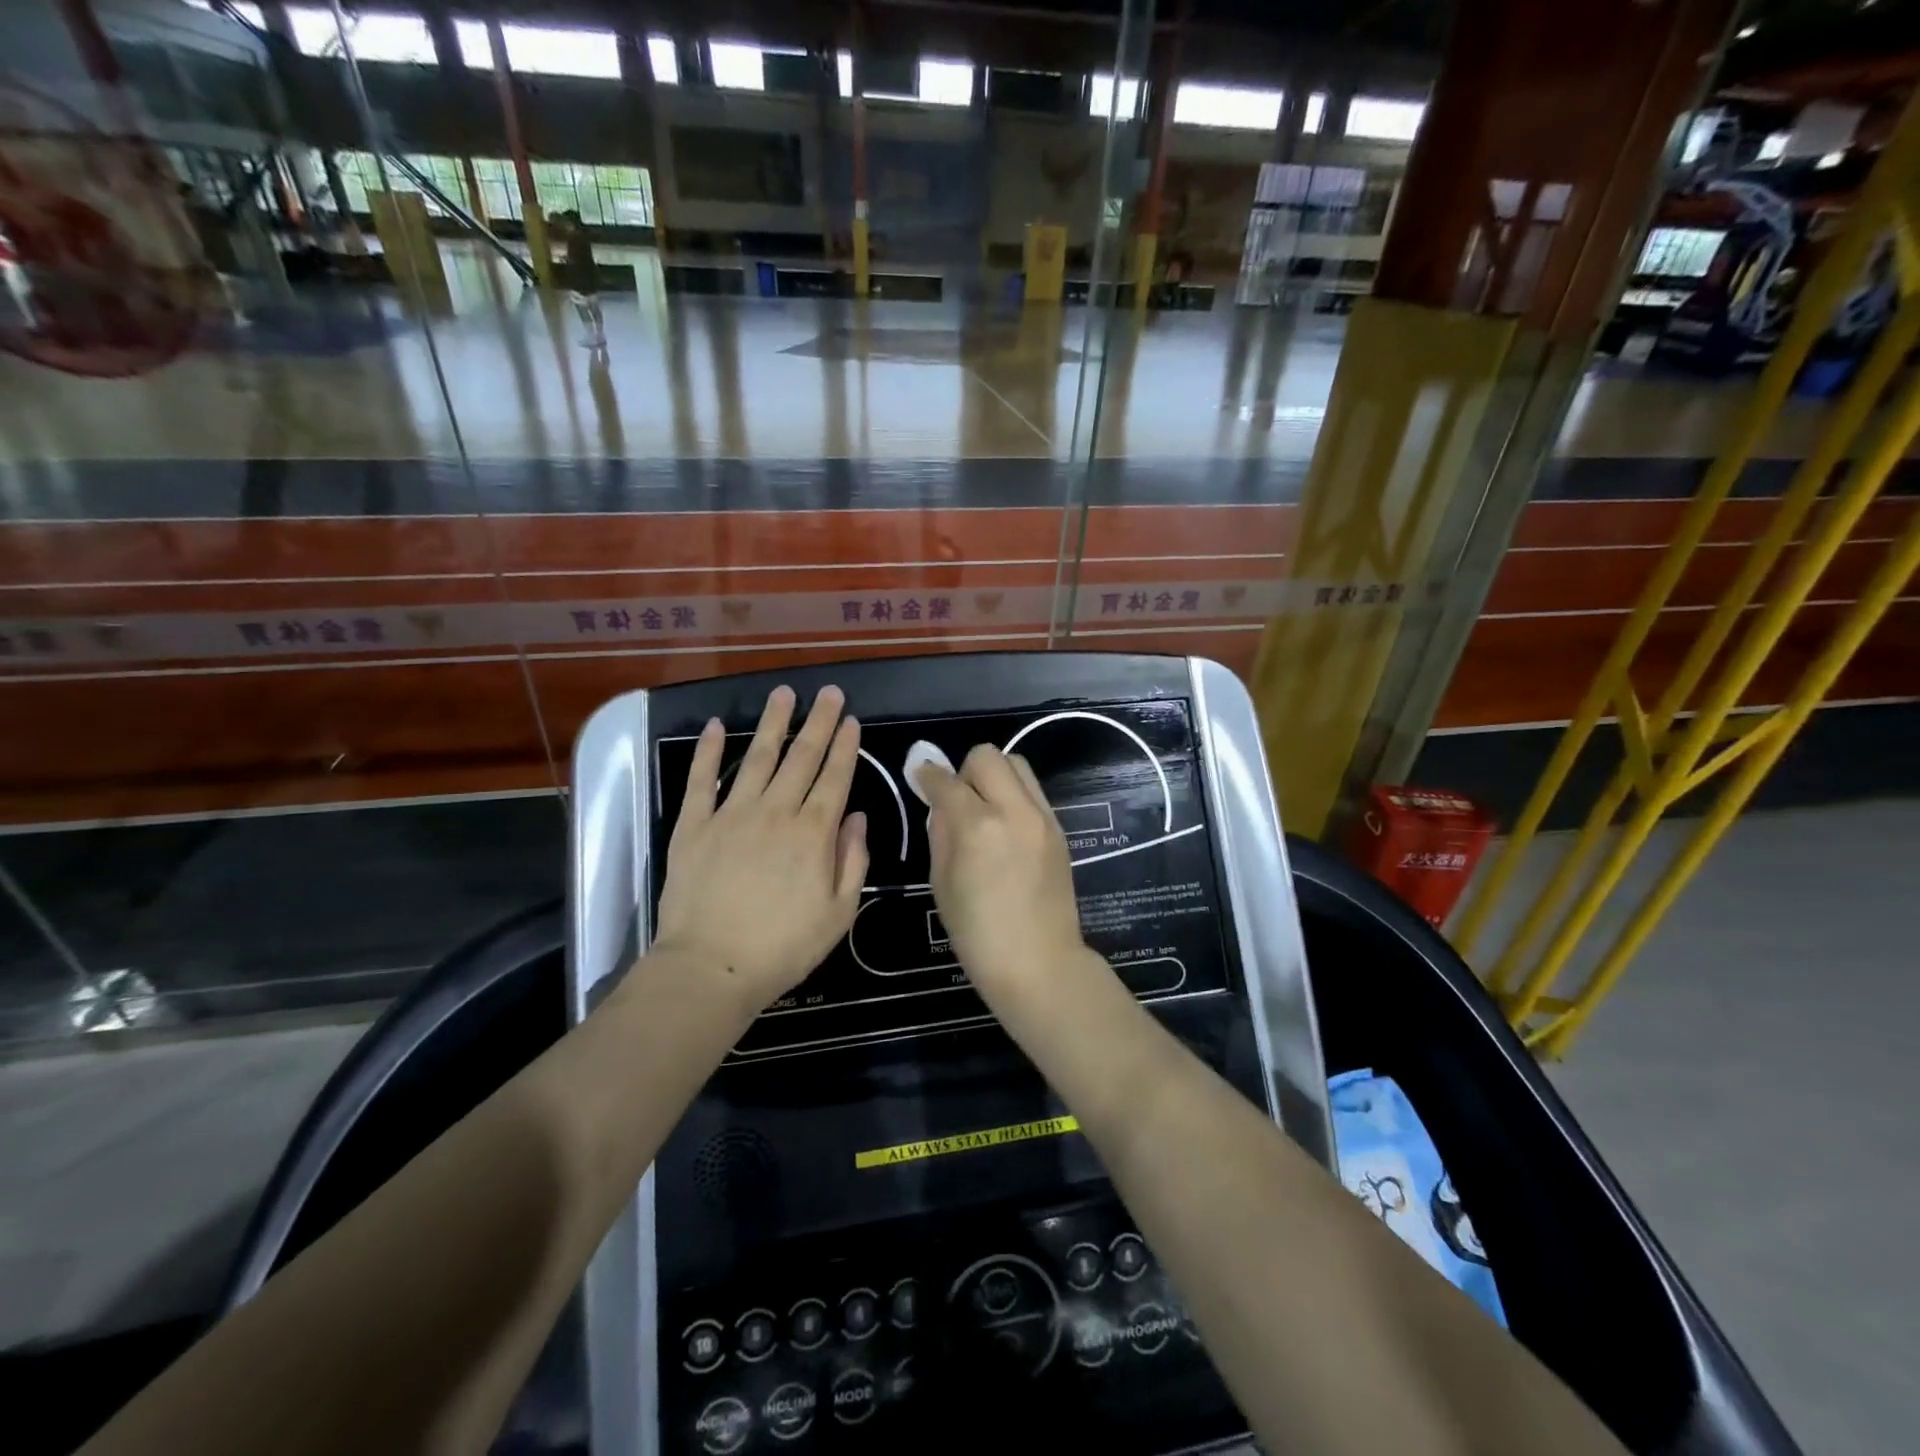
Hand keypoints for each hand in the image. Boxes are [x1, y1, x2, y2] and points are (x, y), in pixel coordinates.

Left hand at [655, 685, 868, 1011]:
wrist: (710, 968)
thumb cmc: (783, 948)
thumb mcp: (839, 913)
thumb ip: (852, 861)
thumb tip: (856, 817)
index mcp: (813, 833)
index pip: (835, 777)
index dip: (845, 746)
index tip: (852, 720)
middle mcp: (776, 812)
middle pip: (802, 757)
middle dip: (819, 722)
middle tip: (830, 692)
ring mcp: (732, 814)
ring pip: (758, 757)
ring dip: (774, 723)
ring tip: (785, 693)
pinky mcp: (694, 826)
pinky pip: (702, 780)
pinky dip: (709, 751)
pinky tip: (717, 726)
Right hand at [914, 745, 1086, 1003]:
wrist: (1039, 963)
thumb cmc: (977, 934)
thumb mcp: (941, 882)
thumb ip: (940, 831)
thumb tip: (939, 801)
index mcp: (978, 826)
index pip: (946, 780)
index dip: (927, 776)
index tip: (920, 778)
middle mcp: (1014, 810)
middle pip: (987, 756)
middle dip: (965, 770)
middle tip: (958, 802)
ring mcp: (1042, 817)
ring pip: (1016, 764)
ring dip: (994, 776)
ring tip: (984, 811)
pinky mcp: (1058, 828)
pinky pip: (1032, 791)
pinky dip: (1013, 795)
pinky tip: (1005, 828)